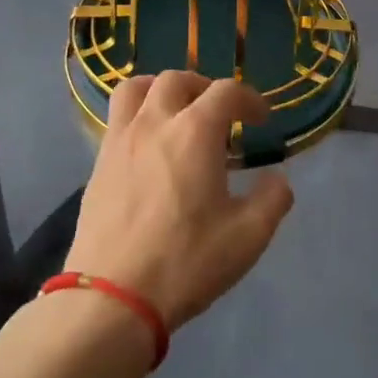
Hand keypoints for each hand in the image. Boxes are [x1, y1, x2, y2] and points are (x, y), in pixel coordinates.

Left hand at [64, 71, 294, 330]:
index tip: (261, 120)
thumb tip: (278, 180)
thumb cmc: (186, 262)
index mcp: (195, 132)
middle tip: (219, 113)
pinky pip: (117, 119)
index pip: (226, 91)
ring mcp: (120, 141)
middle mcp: (154, 123)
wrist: (111, 298)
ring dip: (161, 89)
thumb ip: (272, 200)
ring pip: (136, 89)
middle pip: (177, 79)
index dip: (249, 99)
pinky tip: (150, 148)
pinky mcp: (98, 164)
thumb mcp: (247, 237)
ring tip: (176, 112)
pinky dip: (138, 116)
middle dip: (204, 87)